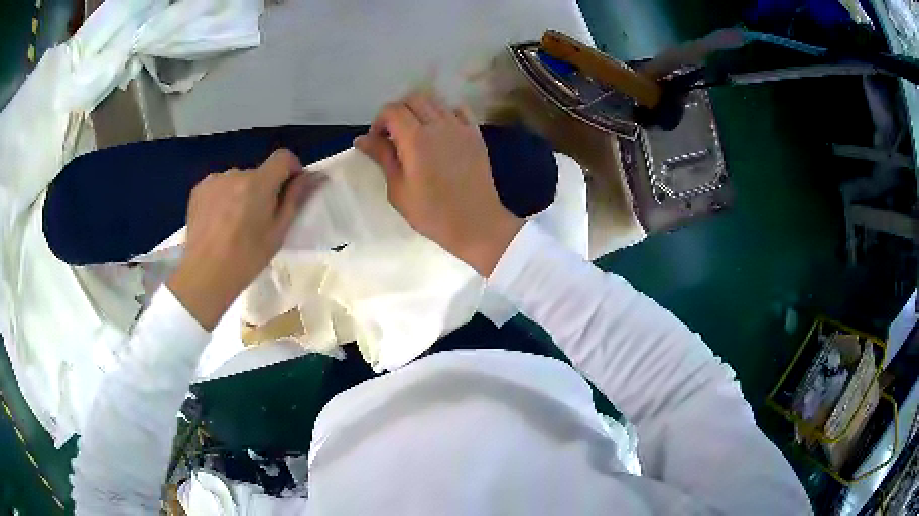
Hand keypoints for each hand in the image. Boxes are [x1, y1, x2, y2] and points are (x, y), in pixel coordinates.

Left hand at [167, 150, 324, 329]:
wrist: (204, 275)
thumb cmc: (246, 259)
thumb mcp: (278, 233)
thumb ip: (295, 200)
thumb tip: (314, 177)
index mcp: (259, 184)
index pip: (283, 157)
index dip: (291, 170)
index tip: (289, 191)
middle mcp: (236, 174)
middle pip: (259, 173)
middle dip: (263, 189)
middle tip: (258, 220)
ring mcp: (215, 180)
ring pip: (238, 180)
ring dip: (242, 193)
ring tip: (234, 224)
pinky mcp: (199, 189)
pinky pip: (220, 186)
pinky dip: (224, 197)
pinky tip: (218, 222)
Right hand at [355, 92, 522, 275]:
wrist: (476, 222)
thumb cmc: (432, 213)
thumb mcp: (398, 189)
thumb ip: (382, 157)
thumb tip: (362, 138)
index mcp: (416, 138)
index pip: (392, 110)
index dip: (379, 121)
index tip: (377, 140)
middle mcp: (439, 125)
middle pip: (414, 98)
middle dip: (398, 111)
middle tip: (393, 135)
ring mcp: (460, 127)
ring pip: (436, 101)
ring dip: (420, 111)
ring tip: (416, 133)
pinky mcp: (475, 134)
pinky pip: (458, 110)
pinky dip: (445, 113)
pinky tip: (441, 132)